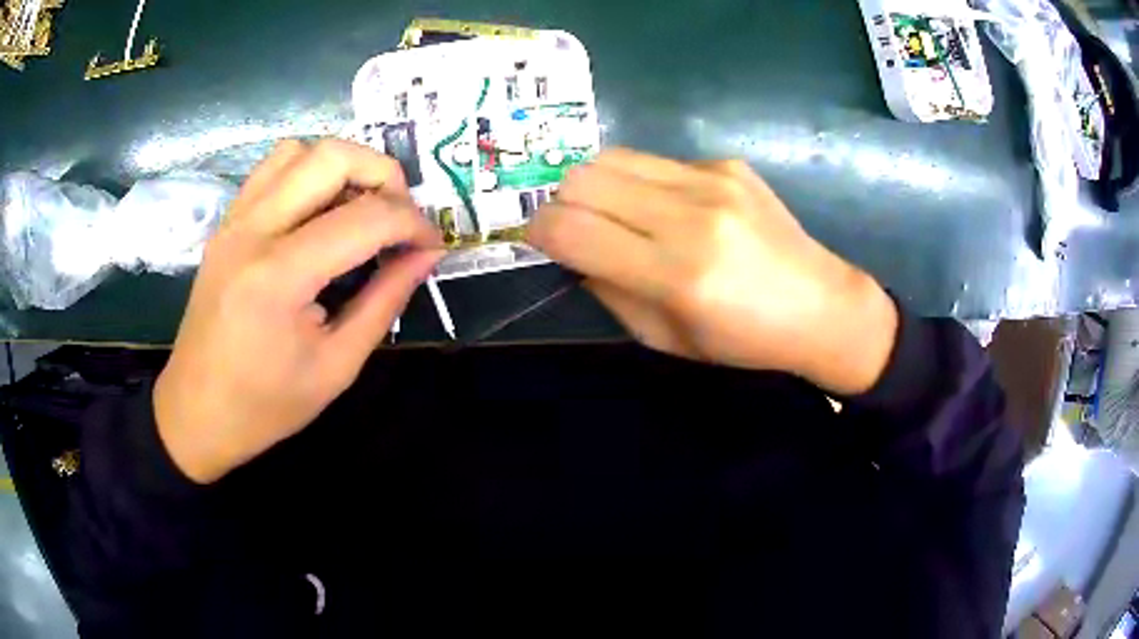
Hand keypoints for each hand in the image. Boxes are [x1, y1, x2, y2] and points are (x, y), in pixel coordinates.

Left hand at [154, 139, 443, 483]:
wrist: (196, 412)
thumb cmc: (266, 405)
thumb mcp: (337, 366)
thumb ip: (385, 300)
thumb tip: (426, 254)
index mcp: (279, 276)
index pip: (365, 218)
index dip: (413, 223)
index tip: (432, 244)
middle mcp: (253, 231)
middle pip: (332, 156)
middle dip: (384, 174)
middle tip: (401, 215)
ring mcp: (234, 220)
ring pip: (300, 150)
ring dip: (343, 167)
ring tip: (360, 208)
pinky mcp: (226, 223)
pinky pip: (272, 169)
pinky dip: (308, 172)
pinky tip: (319, 211)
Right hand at [527, 148, 897, 395]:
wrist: (821, 306)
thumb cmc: (743, 340)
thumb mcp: (664, 339)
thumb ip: (608, 291)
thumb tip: (572, 252)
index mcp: (676, 274)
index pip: (569, 228)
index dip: (538, 232)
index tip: (540, 243)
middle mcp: (691, 215)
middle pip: (581, 178)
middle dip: (560, 203)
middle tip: (575, 229)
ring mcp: (712, 179)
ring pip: (611, 157)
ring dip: (595, 185)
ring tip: (614, 214)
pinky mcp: (727, 163)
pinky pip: (655, 161)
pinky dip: (641, 183)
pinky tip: (670, 208)